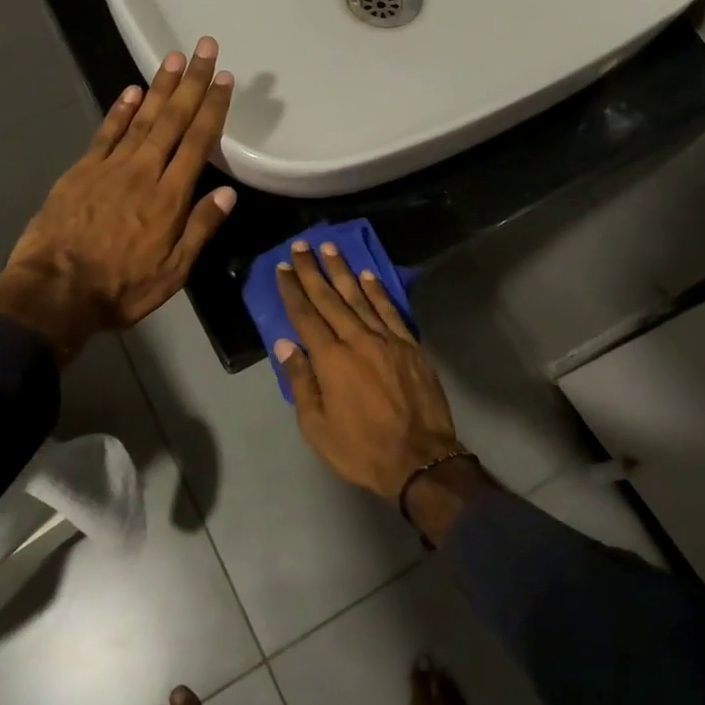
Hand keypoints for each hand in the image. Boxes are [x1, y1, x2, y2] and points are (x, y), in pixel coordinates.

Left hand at [0, 37, 235, 359]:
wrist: (55, 291)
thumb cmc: (121, 287)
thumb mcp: (173, 271)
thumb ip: (200, 228)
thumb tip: (228, 193)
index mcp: (170, 197)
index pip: (198, 142)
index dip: (213, 108)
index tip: (224, 78)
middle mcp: (144, 172)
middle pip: (173, 119)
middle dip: (191, 82)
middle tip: (204, 47)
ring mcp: (110, 167)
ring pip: (142, 118)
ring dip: (160, 86)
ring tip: (174, 57)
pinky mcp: (82, 170)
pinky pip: (106, 133)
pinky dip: (121, 110)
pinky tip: (133, 90)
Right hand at [273, 240, 467, 504]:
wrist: (420, 460)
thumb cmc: (361, 448)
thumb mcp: (317, 426)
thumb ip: (302, 381)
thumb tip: (285, 344)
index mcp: (331, 359)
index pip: (306, 315)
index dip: (292, 290)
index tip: (283, 267)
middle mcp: (357, 340)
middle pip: (330, 298)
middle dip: (313, 270)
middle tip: (302, 244)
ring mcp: (387, 339)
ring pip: (360, 296)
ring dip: (343, 270)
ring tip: (330, 248)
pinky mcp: (410, 345)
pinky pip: (390, 310)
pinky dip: (378, 290)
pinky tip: (368, 275)